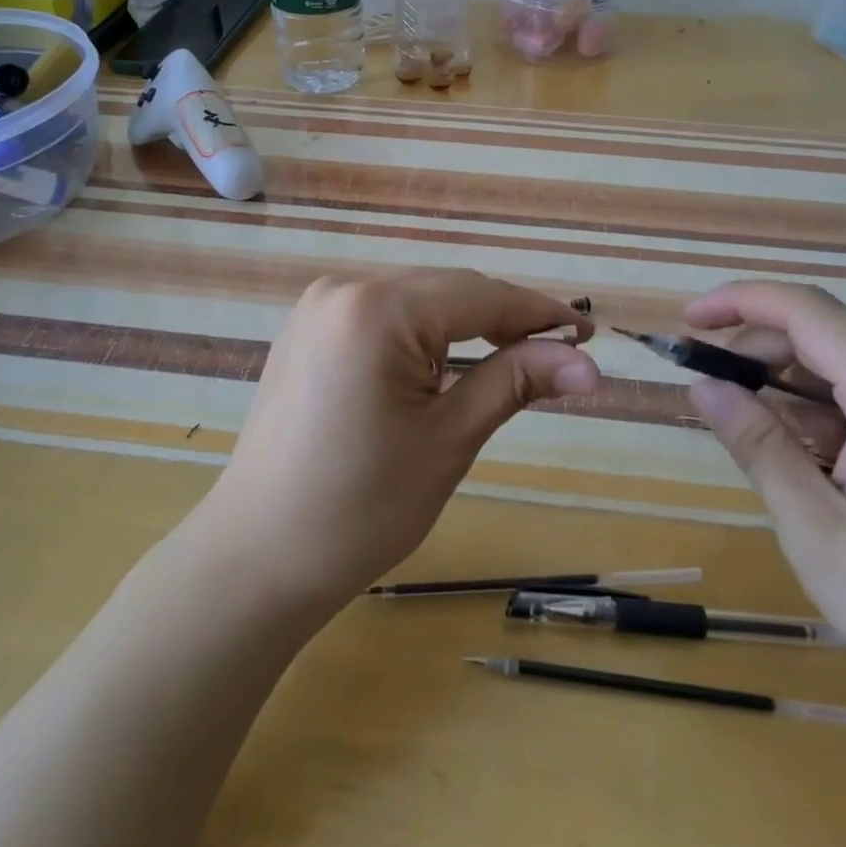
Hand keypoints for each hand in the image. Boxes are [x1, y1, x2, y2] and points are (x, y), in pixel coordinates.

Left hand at [201, 269, 598, 611]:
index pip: (479, 295)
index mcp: (377, 308)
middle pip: (446, 290)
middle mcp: (343, 288)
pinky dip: (423, 333)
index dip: (538, 313)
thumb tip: (589, 364)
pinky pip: (382, 315)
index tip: (587, 333)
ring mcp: (318, 307)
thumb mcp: (449, 439)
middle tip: (558, 355)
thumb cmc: (360, 507)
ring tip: (514, 358)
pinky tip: (447, 361)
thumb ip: (516, 382)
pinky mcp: (307, 330)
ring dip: (465, 324)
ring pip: (416, 299)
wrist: (256, 558)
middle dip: (504, 319)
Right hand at [685, 280, 845, 739]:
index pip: (806, 310)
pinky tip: (804, 455)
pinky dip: (825, 409)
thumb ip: (758, 446)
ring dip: (788, 383)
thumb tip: (701, 387)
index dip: (739, 302)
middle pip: (825, 331)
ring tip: (747, 429)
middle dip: (757, 348)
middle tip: (707, 389)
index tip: (686, 322)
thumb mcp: (818, 533)